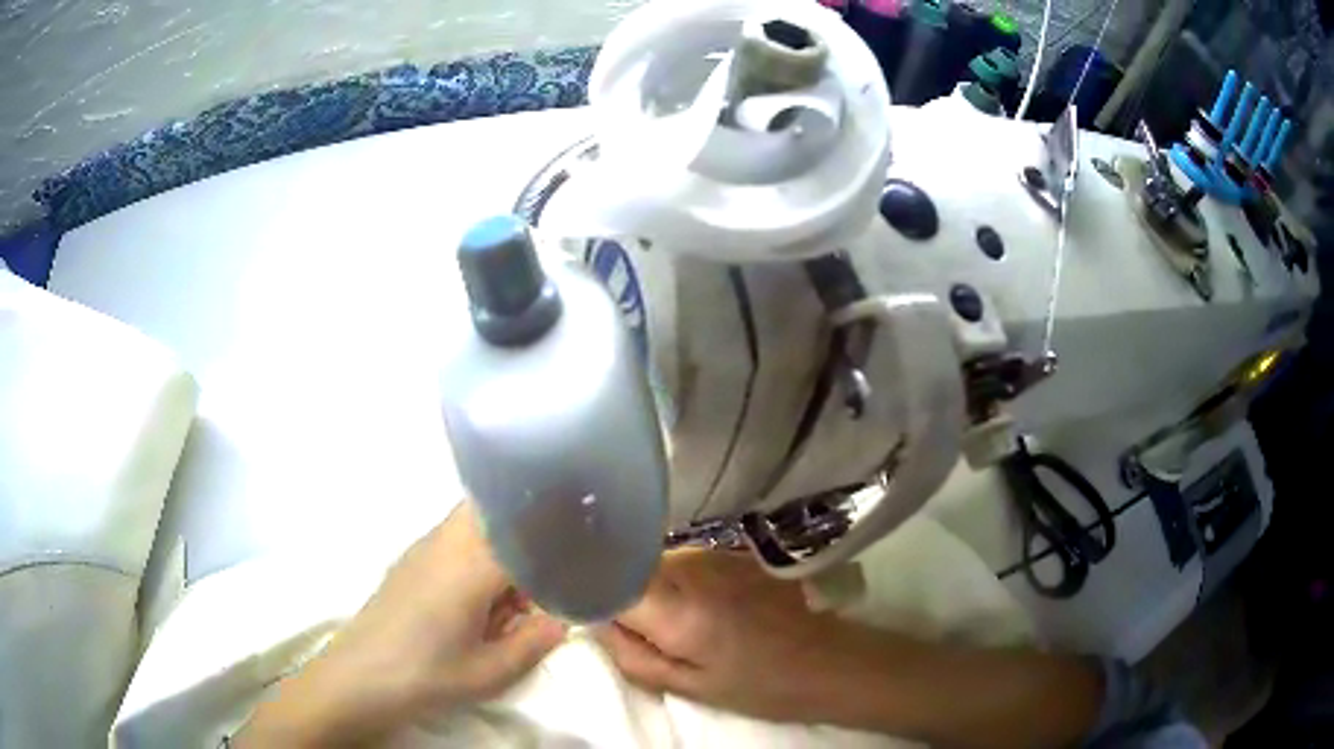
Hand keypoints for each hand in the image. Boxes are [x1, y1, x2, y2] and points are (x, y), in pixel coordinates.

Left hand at [238, 501, 566, 746]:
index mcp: (470, 565)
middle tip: (555, 556)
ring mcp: (424, 546)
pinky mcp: (411, 558)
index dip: (557, 530)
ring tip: (521, 586)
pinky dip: (481, 550)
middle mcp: (447, 542)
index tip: (584, 537)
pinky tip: (486, 594)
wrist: (359, 677)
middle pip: (496, 505)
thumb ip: (535, 641)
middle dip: (530, 522)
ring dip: (504, 539)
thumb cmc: (426, 675)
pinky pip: (456, 535)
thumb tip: (564, 619)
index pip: (524, 528)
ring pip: (475, 518)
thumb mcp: (490, 671)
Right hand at [595, 549, 893, 724]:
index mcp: (675, 607)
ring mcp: (714, 553)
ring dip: (650, 587)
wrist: (828, 659)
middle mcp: (689, 567)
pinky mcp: (733, 550)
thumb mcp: (688, 685)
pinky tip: (704, 608)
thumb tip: (594, 621)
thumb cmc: (759, 685)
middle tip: (638, 631)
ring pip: (654, 561)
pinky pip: (683, 560)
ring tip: (677, 623)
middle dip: (619, 592)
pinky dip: (677, 581)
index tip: (573, 601)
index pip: (604, 576)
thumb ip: (631, 653)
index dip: (584, 586)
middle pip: (627, 566)